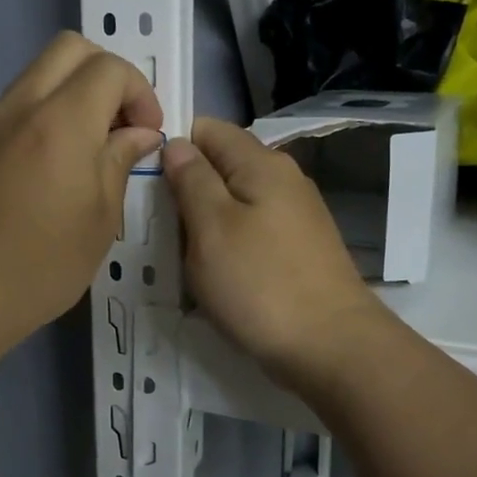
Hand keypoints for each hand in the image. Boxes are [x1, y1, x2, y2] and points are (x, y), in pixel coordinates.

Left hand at [0, 32, 162, 355]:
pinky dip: (47, 110)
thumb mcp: (101, 219)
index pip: (109, 68)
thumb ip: (120, 161)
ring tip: (91, 144)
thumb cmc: (41, 265)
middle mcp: (21, 106)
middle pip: (69, 48)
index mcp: (61, 122)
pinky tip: (54, 162)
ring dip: (75, 90)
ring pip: (39, 72)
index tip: (147, 134)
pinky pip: (17, 102)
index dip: (140, 92)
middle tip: (121, 123)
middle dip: (107, 73)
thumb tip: (139, 134)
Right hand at [164, 118, 387, 388]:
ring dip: (204, 222)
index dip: (173, 145)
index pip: (208, 129)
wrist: (331, 347)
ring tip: (177, 252)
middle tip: (155, 222)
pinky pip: (250, 232)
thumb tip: (177, 144)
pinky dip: (227, 245)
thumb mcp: (211, 227)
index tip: (144, 178)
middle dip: (186, 188)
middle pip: (221, 166)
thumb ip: (191, 179)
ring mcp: (295, 216)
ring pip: (234, 203)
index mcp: (261, 163)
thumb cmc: (261, 283)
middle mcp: (283, 179)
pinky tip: (212, 272)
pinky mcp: (298, 249)